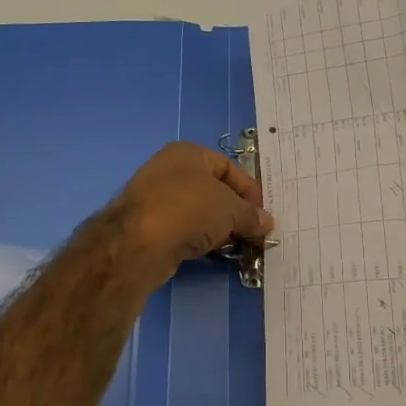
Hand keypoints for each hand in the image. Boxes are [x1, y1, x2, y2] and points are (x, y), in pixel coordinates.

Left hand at [111, 143, 273, 284]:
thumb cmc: (190, 209)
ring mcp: (155, 197)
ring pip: (198, 211)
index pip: (228, 167)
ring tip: (236, 245)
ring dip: (218, 227)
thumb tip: (266, 222)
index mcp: (188, 153)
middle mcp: (169, 169)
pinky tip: (212, 252)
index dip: (249, 189)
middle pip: (213, 190)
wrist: (139, 242)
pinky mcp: (148, 224)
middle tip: (252, 231)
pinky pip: (182, 227)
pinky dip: (199, 238)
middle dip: (235, 211)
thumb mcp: (231, 210)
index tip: (262, 213)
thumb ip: (251, 215)